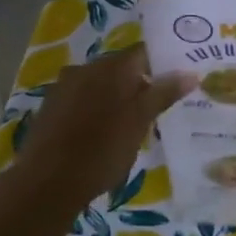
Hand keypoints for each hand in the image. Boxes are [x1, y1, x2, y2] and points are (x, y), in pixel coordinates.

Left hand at [0, 46, 194, 215]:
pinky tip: (101, 132)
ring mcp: (64, 86)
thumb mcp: (140, 123)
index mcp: (112, 67)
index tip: (177, 82)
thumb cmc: (102, 151)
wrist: (46, 183)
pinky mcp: (50, 106)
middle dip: (140, 83)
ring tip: (132, 123)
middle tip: (158, 107)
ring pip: (100, 84)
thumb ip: (163, 94)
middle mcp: (87, 67)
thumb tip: (190, 73)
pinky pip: (82, 98)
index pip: (144, 52)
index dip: (162, 64)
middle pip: (121, 68)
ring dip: (116, 97)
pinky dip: (95, 109)